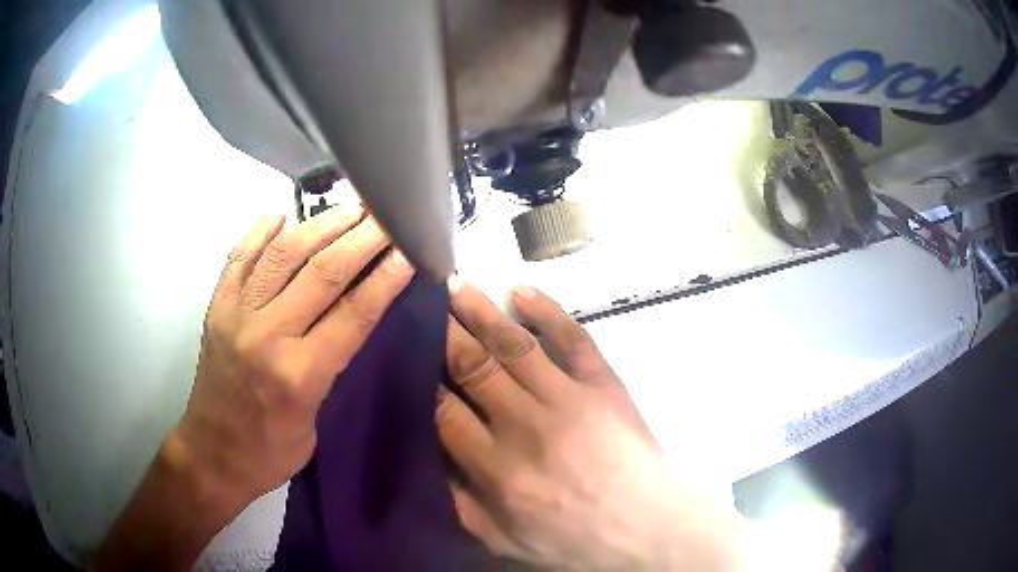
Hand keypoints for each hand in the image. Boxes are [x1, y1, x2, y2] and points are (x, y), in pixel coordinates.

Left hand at [174, 206, 414, 509]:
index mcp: (299, 375)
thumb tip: (354, 317)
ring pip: (282, 254)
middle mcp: (266, 335)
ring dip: (320, 225)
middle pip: (322, 273)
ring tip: (349, 208)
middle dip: (362, 239)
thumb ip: (332, 367)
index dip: (386, 278)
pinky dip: (260, 231)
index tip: (410, 251)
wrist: (213, 454)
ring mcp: (236, 315)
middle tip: (387, 217)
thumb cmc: (270, 451)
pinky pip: (239, 257)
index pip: (353, 314)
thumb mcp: (316, 423)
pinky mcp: (217, 307)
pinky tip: (281, 213)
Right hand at [437, 280, 743, 569]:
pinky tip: (521, 292)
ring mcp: (570, 399)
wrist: (645, 528)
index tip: (409, 353)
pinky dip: (547, 311)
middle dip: (445, 332)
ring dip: (482, 312)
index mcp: (497, 468)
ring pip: (514, 345)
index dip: (422, 379)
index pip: (444, 411)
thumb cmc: (571, 539)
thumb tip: (428, 459)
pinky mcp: (604, 385)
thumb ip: (459, 502)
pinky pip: (573, 338)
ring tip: (457, 286)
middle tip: (425, 303)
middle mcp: (527, 426)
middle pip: (474, 366)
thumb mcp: (503, 539)